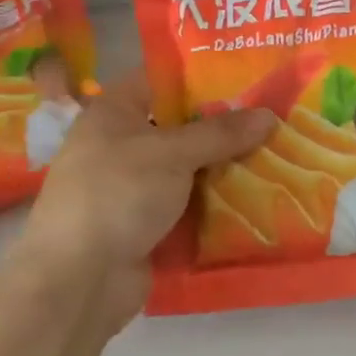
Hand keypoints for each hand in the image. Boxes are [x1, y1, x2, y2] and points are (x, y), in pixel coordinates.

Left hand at [17, 72, 276, 329]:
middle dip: (224, 126)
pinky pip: (186, 205)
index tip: (249, 76)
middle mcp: (120, 144)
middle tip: (274, 118)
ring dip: (223, 167)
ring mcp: (132, 187)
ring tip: (276, 155)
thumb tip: (269, 115)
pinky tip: (255, 198)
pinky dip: (213, 203)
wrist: (79, 279)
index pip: (162, 79)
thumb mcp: (172, 153)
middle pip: (180, 126)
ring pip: (187, 168)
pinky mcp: (144, 224)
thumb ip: (221, 132)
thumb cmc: (118, 193)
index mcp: (114, 111)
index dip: (203, 76)